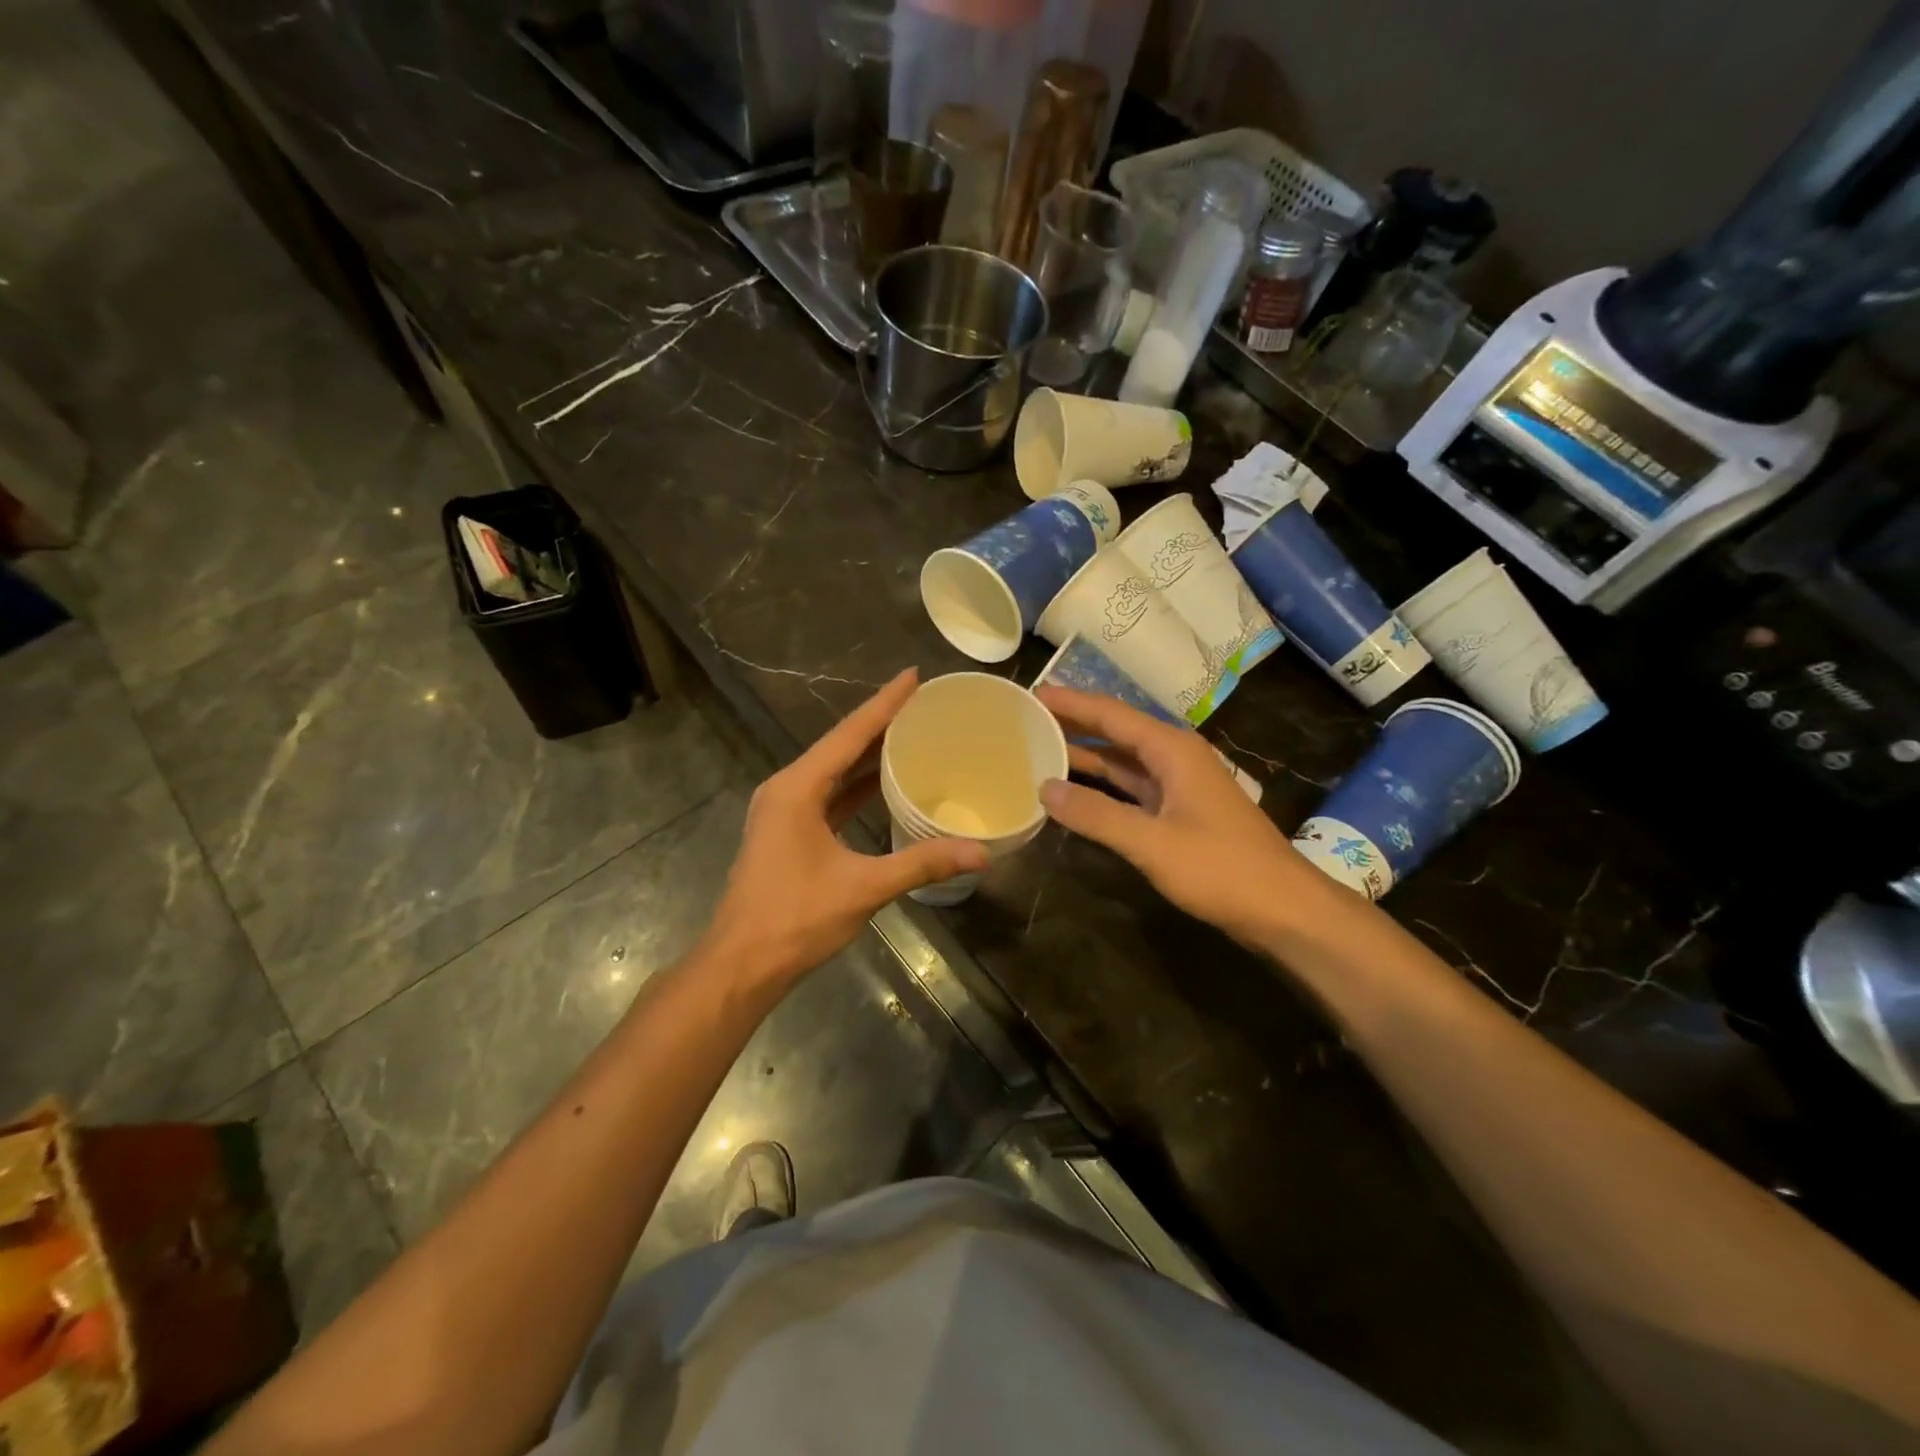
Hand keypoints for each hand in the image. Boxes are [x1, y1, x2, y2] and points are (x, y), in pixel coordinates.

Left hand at [702, 669, 989, 987]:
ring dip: (869, 754)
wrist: (741, 964)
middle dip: (881, 723)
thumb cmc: (795, 918)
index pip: (849, 734)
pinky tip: (885, 783)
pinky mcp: (789, 833)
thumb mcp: (864, 887)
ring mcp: (785, 811)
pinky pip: (829, 795)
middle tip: (923, 703)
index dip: (884, 703)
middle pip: (841, 746)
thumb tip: (980, 853)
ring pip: (834, 771)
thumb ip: (922, 864)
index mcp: (798, 788)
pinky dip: (857, 786)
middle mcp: (788, 789)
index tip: (914, 676)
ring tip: (911, 734)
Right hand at [1035, 685, 1321, 944]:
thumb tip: (1043, 788)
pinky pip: (1131, 787)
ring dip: (1085, 754)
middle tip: (1027, 719)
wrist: (1284, 909)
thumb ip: (1096, 814)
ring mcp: (1179, 785)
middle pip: (1116, 731)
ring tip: (1040, 748)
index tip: (1031, 694)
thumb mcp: (1152, 843)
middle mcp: (1174, 757)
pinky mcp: (1179, 812)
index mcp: (1171, 750)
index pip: (1110, 714)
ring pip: (1122, 760)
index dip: (1070, 702)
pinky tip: (1074, 790)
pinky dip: (1102, 785)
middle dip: (1074, 723)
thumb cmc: (1222, 869)